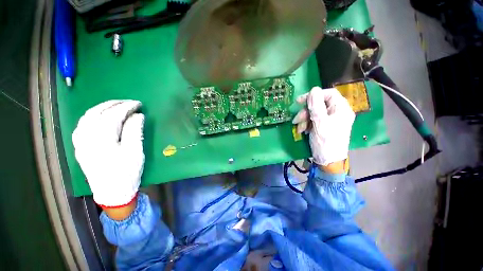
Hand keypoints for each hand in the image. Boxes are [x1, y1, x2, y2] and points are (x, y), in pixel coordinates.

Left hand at [72, 100, 144, 207]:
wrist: (113, 193)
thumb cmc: (127, 172)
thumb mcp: (135, 152)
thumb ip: (134, 131)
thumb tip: (137, 115)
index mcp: (102, 140)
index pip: (113, 115)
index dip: (126, 107)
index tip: (139, 104)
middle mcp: (86, 138)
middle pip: (97, 113)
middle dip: (113, 104)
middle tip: (129, 102)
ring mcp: (80, 143)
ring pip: (86, 117)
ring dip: (101, 108)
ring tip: (115, 106)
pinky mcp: (80, 147)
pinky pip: (82, 126)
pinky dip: (91, 116)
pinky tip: (99, 116)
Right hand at [292, 87, 354, 166]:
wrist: (327, 161)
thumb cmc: (326, 142)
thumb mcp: (320, 123)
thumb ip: (316, 106)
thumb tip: (313, 89)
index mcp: (341, 109)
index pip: (328, 94)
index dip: (314, 95)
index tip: (300, 101)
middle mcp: (336, 112)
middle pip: (319, 104)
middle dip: (306, 111)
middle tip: (297, 119)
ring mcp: (330, 120)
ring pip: (314, 112)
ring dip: (304, 119)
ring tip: (299, 128)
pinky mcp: (323, 126)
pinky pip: (313, 120)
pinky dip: (306, 124)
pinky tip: (302, 130)